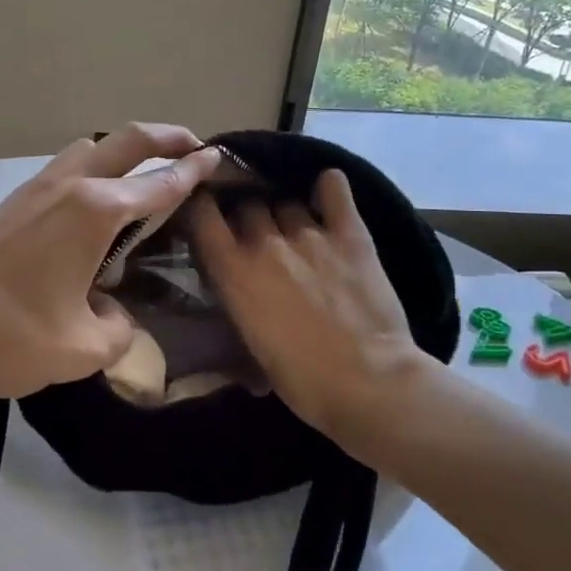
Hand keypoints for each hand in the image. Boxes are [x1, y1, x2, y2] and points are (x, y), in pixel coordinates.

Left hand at [0, 124, 221, 399]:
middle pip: (126, 140)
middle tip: (192, 145)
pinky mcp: (11, 204)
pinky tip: (89, 207)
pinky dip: (91, 169)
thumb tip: (115, 315)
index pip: (159, 183)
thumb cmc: (10, 335)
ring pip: (88, 147)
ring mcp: (34, 190)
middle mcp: (69, 187)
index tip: (218, 157)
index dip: (193, 170)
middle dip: (165, 136)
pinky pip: (63, 169)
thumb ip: (118, 331)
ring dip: (121, 150)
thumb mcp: (81, 349)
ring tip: (139, 175)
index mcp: (96, 212)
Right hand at [189, 169, 427, 443]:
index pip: (202, 213)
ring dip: (286, 214)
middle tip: (259, 237)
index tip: (207, 214)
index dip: (201, 207)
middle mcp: (265, 242)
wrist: (368, 383)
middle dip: (248, 217)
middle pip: (247, 205)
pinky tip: (328, 193)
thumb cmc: (302, 380)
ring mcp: (309, 233)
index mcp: (234, 271)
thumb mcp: (250, 344)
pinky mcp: (350, 233)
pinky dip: (328, 187)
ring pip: (286, 201)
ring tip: (297, 230)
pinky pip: (334, 189)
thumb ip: (239, 300)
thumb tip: (238, 285)